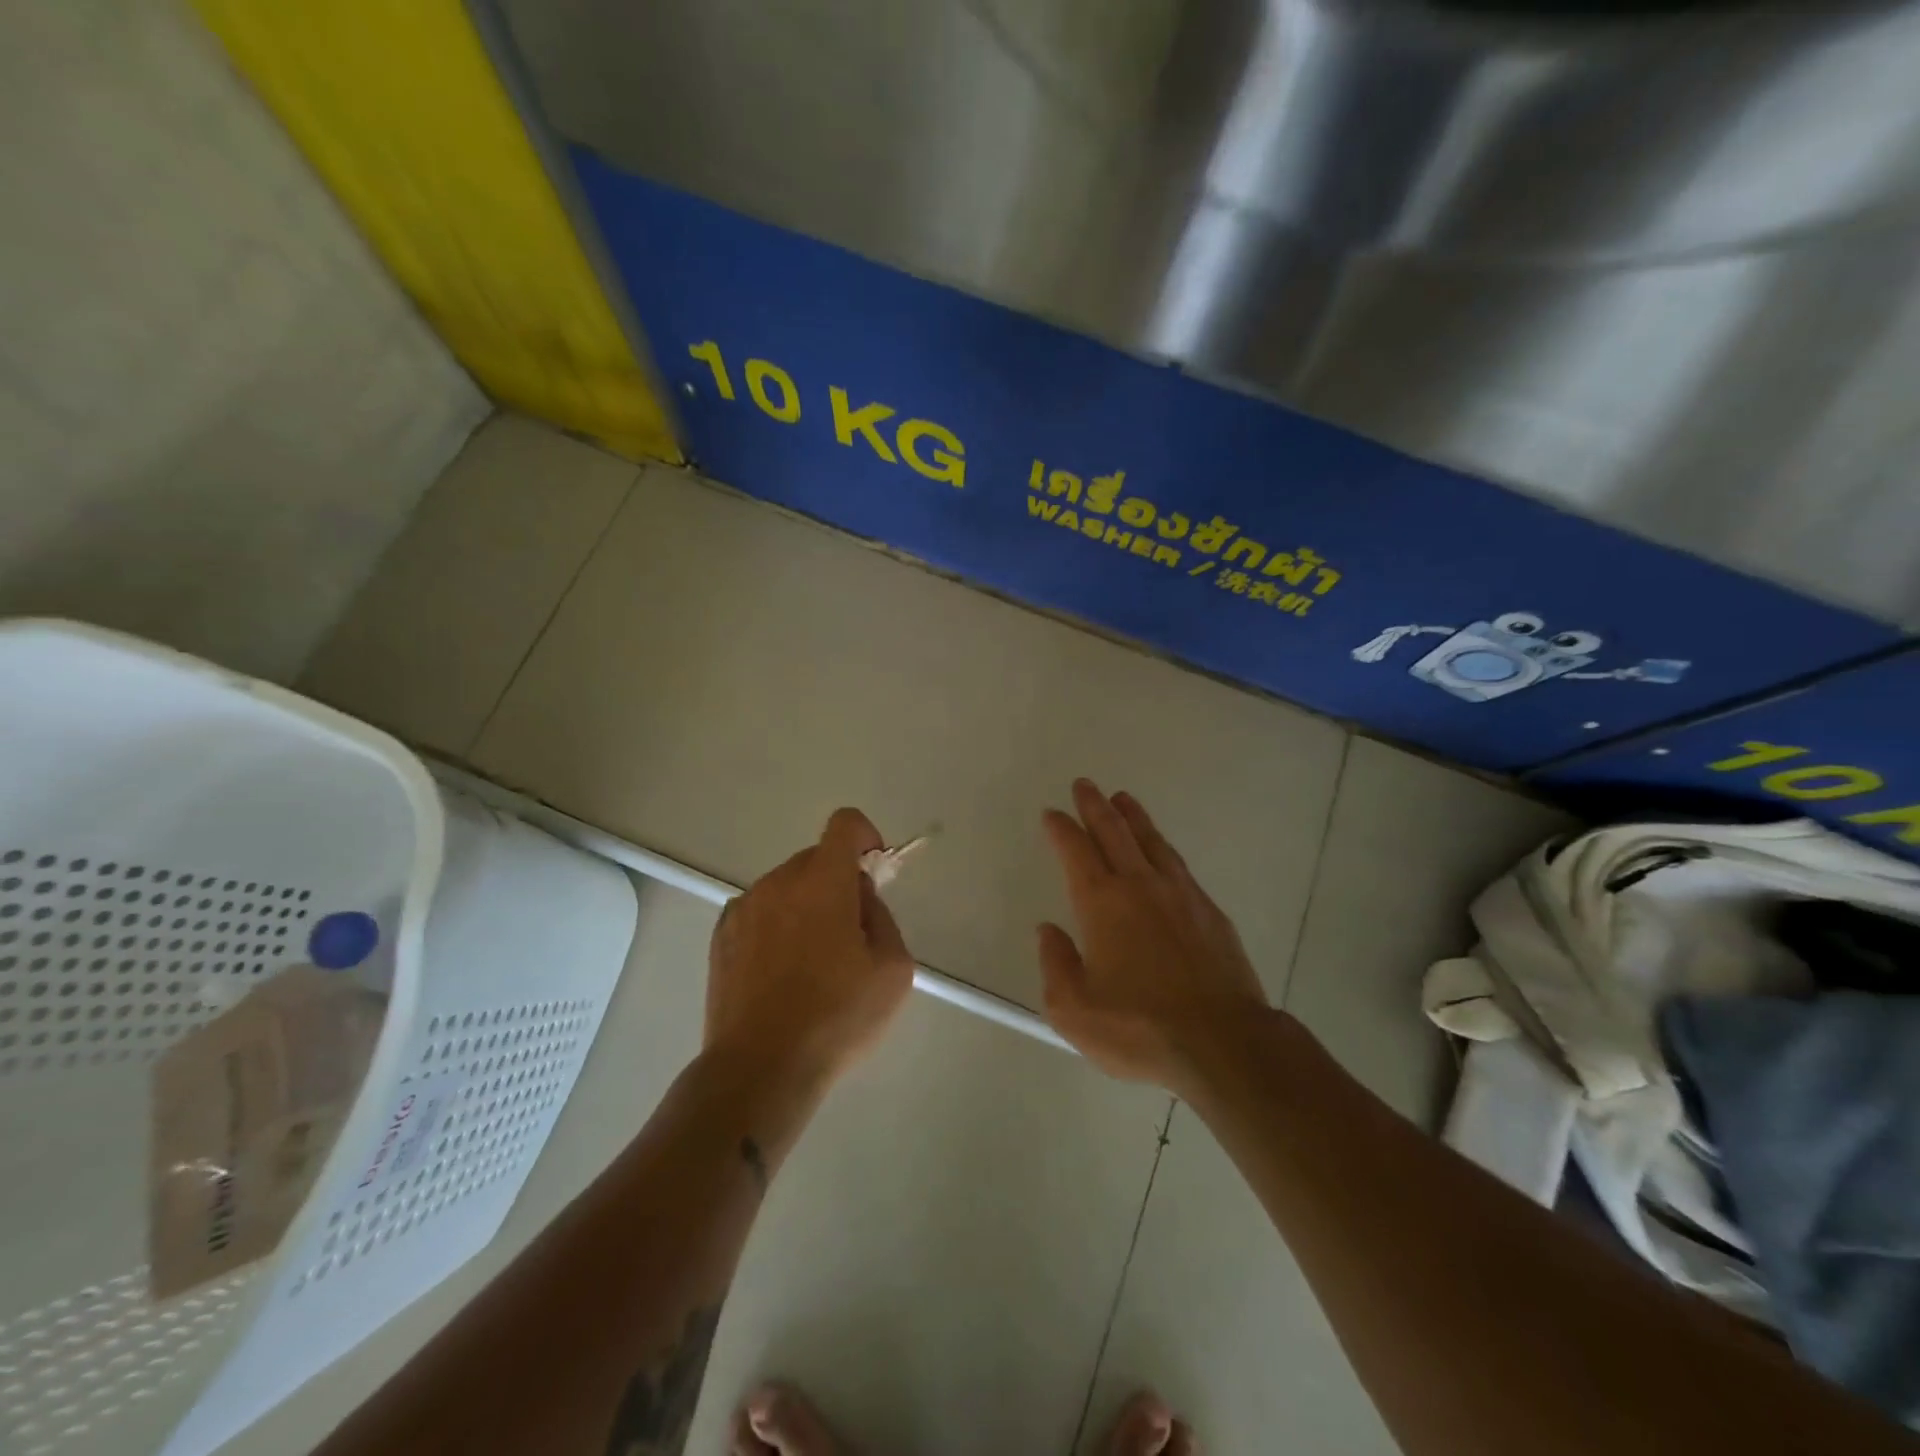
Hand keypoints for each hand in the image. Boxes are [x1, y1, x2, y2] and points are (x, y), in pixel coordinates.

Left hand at [705, 808, 914, 1094]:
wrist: (760, 1067)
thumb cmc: (836, 1017)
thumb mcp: (893, 969)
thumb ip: (882, 916)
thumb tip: (860, 898)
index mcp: (823, 882)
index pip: (844, 824)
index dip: (865, 837)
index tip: (874, 872)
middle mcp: (779, 882)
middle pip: (816, 858)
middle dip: (838, 882)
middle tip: (850, 934)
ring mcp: (744, 908)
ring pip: (786, 886)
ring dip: (806, 905)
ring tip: (812, 962)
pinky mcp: (721, 937)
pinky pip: (760, 912)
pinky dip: (776, 926)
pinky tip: (781, 974)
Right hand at [1039, 780, 1268, 1091]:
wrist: (1223, 1043)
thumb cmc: (1139, 1028)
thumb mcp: (1074, 1009)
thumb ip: (1055, 964)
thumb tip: (1049, 931)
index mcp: (1102, 903)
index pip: (1076, 851)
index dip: (1062, 829)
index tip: (1053, 814)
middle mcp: (1140, 886)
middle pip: (1114, 832)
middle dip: (1095, 806)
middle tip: (1085, 785)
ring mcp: (1180, 895)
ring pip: (1151, 842)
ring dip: (1133, 817)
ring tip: (1123, 799)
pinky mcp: (1210, 913)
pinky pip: (1179, 865)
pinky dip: (1162, 848)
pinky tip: (1161, 852)